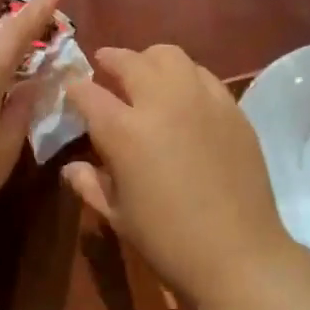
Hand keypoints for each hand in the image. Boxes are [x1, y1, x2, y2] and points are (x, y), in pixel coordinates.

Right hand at [63, 45, 299, 309]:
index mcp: (125, 131)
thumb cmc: (168, 241)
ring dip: (150, 60)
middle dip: (111, 60)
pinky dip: (185, 75)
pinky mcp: (231, 107)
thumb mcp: (118, 217)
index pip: (88, 93)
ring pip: (170, 55)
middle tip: (105, 67)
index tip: (73, 91)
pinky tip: (183, 94)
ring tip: (145, 74)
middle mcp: (162, 103)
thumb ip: (90, 185)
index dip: (76, 89)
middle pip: (130, 61)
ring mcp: (201, 100)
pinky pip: (203, 75)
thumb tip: (71, 167)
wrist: (238, 253)